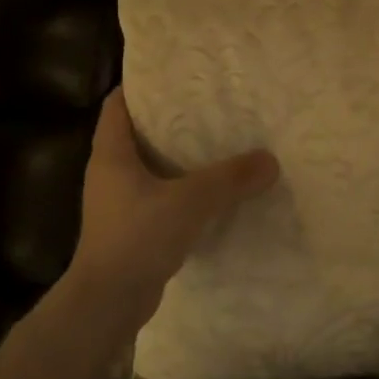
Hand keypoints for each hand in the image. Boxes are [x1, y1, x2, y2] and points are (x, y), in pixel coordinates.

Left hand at [65, 89, 278, 328]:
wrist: (107, 305)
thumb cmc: (136, 238)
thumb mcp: (189, 202)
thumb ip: (230, 178)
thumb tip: (271, 160)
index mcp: (111, 155)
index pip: (117, 105)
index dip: (141, 85)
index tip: (175, 74)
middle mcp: (110, 174)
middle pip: (137, 132)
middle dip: (169, 117)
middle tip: (209, 103)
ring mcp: (119, 203)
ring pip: (150, 166)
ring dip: (178, 154)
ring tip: (217, 140)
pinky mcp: (132, 229)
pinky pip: (159, 195)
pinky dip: (181, 187)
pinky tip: (211, 188)